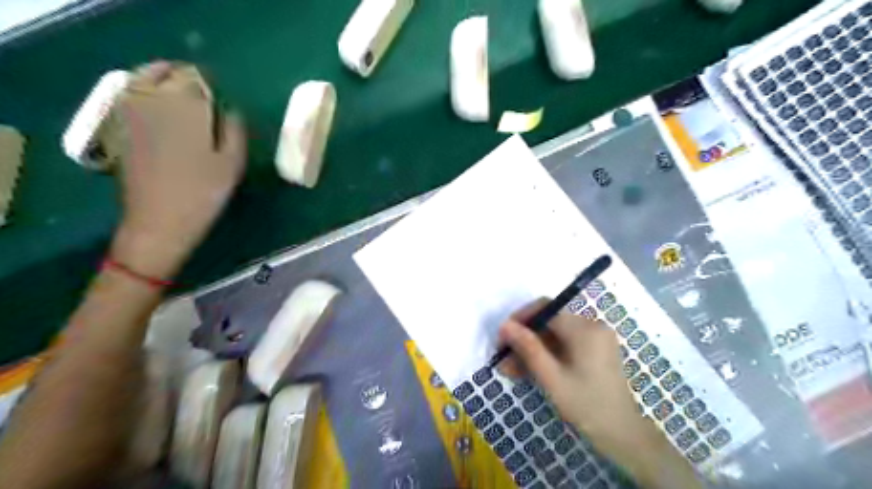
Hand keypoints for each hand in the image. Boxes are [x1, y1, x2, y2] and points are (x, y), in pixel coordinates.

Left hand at [108, 61, 243, 277]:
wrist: (159, 221)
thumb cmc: (203, 194)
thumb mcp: (231, 166)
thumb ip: (234, 132)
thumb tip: (231, 110)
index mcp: (186, 113)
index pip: (195, 80)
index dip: (207, 81)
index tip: (218, 89)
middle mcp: (154, 106)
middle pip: (165, 74)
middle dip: (183, 75)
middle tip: (198, 85)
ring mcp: (132, 116)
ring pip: (142, 80)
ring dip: (160, 76)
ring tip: (176, 85)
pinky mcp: (120, 129)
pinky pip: (128, 96)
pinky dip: (140, 89)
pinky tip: (153, 100)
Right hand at [497, 300, 699, 488]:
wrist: (623, 435)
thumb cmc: (586, 405)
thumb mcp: (552, 377)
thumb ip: (528, 348)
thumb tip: (504, 325)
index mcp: (584, 328)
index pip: (544, 309)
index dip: (520, 320)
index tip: (502, 338)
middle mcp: (591, 326)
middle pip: (548, 322)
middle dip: (524, 339)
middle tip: (503, 359)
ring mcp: (595, 338)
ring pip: (554, 335)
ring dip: (532, 349)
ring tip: (511, 370)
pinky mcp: (595, 350)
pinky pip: (565, 344)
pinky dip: (547, 355)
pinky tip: (529, 370)